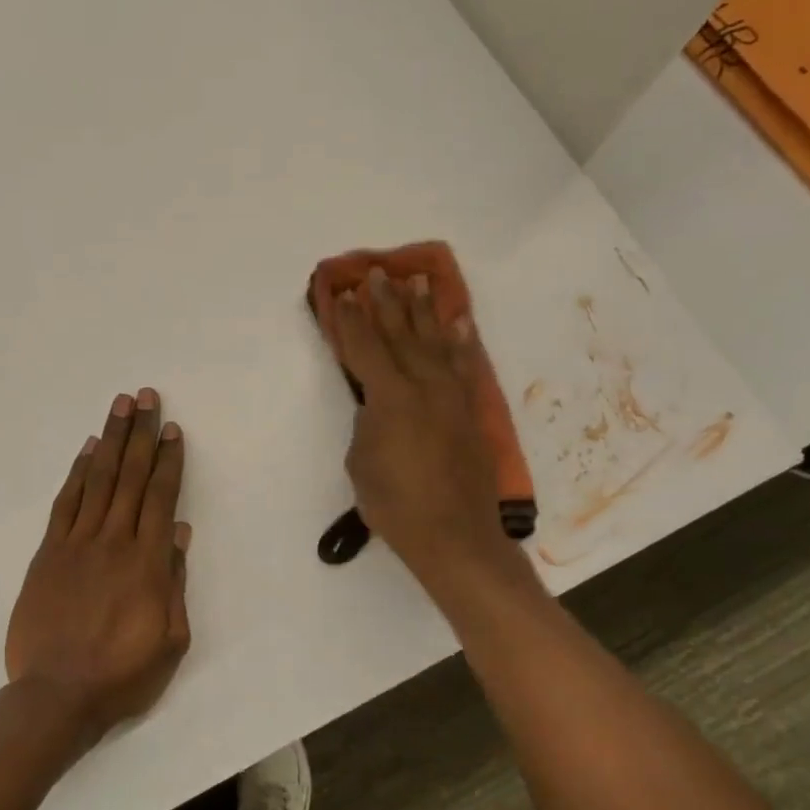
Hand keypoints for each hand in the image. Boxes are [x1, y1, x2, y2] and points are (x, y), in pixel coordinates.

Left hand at [5, 389, 192, 739]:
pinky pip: (65, 504)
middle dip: (140, 434)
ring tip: (119, 407)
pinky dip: (77, 473)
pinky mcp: (48, 553)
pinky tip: (87, 451)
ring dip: (110, 440)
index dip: (167, 460)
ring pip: (98, 480)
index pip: (160, 498)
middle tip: (146, 397)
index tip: (172, 430)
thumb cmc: (122, 674)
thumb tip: (179, 532)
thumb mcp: (170, 640)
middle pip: (130, 477)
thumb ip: (175, 582)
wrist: (56, 695)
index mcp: (148, 562)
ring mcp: (76, 544)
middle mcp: (113, 541)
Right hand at [334, 269, 518, 589]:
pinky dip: (460, 342)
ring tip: (418, 281)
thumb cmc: (394, 504)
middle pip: (400, 334)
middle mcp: (424, 385)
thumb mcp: (361, 461)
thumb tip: (377, 405)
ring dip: (424, 310)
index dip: (349, 319)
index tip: (339, 293)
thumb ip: (368, 422)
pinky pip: (464, 365)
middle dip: (385, 302)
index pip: (363, 347)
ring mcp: (452, 396)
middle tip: (377, 273)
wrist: (454, 535)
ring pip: (435, 341)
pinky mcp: (469, 410)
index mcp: (390, 397)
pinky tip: (457, 322)